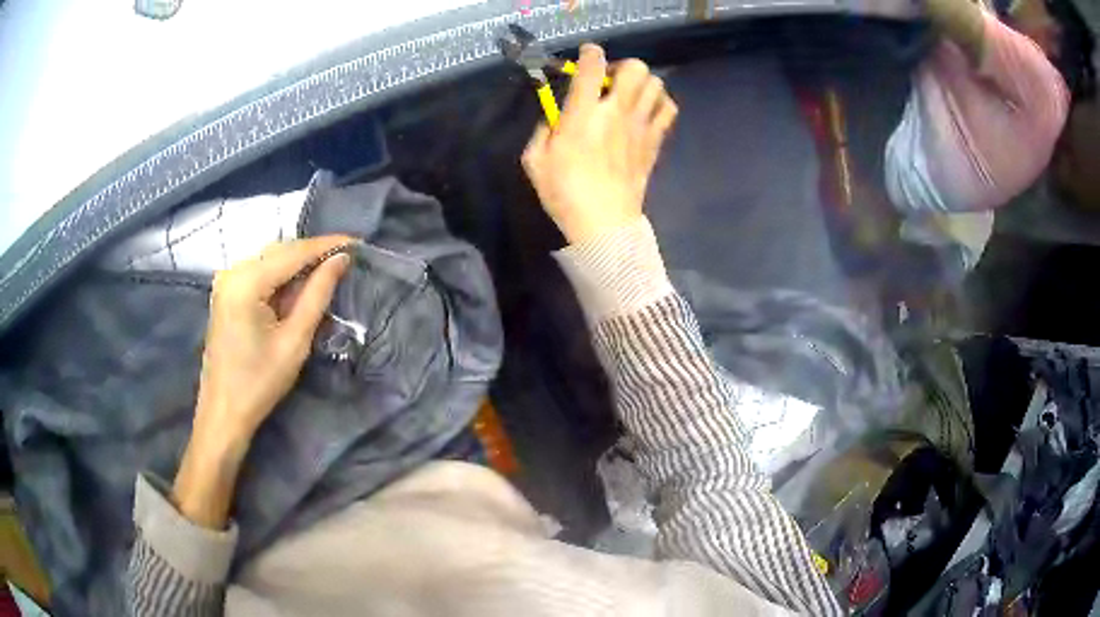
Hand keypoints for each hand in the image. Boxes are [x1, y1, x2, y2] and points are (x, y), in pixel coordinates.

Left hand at [173, 236, 351, 528]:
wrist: (224, 413)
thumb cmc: (259, 383)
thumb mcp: (294, 340)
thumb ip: (317, 295)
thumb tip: (341, 260)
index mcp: (246, 281)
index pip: (293, 252)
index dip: (326, 245)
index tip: (358, 242)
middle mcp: (233, 272)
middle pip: (280, 251)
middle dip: (313, 254)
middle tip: (347, 259)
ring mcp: (227, 282)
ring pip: (271, 261)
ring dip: (299, 267)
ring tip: (329, 273)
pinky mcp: (227, 294)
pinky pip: (260, 275)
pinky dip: (282, 279)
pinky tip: (300, 288)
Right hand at [522, 44, 677, 244]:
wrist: (604, 224)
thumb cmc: (564, 193)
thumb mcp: (534, 160)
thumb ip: (543, 128)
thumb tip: (555, 114)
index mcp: (582, 114)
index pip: (592, 67)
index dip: (590, 52)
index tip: (587, 54)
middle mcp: (616, 112)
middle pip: (635, 68)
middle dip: (622, 65)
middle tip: (610, 80)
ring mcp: (641, 126)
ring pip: (656, 84)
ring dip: (643, 82)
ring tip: (630, 95)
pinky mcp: (655, 142)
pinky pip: (668, 109)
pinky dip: (660, 102)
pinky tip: (646, 111)